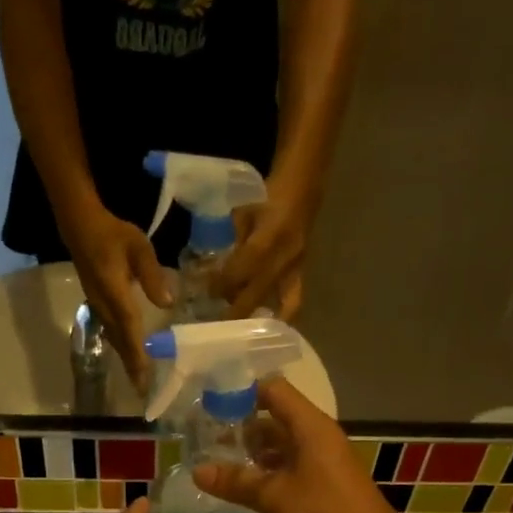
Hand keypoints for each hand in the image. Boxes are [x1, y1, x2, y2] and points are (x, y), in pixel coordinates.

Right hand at [61, 202, 172, 389]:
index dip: (138, 355)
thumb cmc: (112, 234)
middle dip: (132, 367)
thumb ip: (152, 274)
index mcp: (114, 293)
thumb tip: (167, 303)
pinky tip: (129, 354)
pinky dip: (122, 346)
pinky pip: (111, 332)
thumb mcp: (138, 246)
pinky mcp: (98, 304)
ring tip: (137, 380)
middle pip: (120, 342)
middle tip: (143, 391)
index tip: (144, 377)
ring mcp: (98, 306)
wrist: (80, 226)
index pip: (129, 329)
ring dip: (126, 360)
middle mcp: (104, 306)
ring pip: (114, 339)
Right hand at [192, 378, 410, 512]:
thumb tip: (198, 470)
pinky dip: (265, 475)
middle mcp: (316, 439)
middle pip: (274, 419)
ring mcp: (321, 464)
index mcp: (310, 427)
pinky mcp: (322, 488)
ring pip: (280, 448)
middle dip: (240, 428)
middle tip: (202, 440)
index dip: (241, 392)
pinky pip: (288, 471)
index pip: (273, 390)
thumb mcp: (273, 497)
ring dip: (251, 455)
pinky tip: (240, 490)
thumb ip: (236, 482)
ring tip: (214, 465)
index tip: (208, 404)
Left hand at [218, 190, 313, 319]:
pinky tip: (270, 325)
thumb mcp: (243, 212)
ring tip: (240, 328)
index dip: (222, 284)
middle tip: (218, 324)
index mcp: (266, 240)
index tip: (208, 293)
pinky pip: (294, 301)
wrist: (304, 185)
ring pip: (277, 304)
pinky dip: (282, 316)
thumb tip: (216, 265)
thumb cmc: (268, 193)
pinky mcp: (302, 271)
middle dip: (235, 311)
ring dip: (257, 315)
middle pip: (255, 294)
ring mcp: (295, 267)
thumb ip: (233, 241)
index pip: (240, 272)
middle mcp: (283, 258)